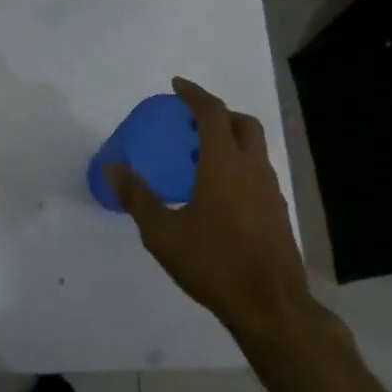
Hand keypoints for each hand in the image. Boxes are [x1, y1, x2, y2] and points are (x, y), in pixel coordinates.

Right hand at [109, 78, 318, 345]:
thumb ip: (138, 197)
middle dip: (218, 112)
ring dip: (231, 138)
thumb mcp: (163, 233)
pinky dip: (239, 164)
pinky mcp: (278, 210)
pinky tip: (220, 192)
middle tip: (191, 121)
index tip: (177, 86)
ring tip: (201, 156)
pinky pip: (258, 171)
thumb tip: (113, 169)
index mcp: (225, 163)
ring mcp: (271, 189)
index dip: (194, 94)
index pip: (212, 112)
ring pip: (254, 147)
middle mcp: (252, 167)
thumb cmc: (213, 264)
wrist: (270, 306)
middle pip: (242, 122)